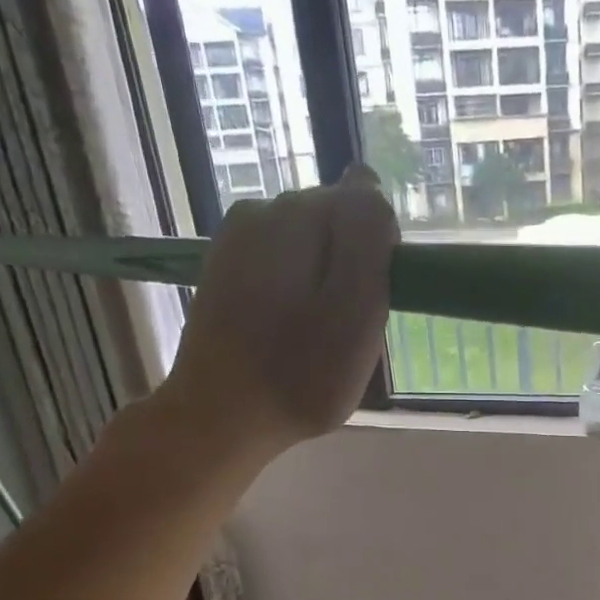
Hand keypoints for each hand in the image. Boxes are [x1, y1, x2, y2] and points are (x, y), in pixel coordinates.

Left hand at [158, 165, 398, 455]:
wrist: (218, 418)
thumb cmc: (299, 375)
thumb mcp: (355, 310)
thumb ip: (367, 238)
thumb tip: (368, 182)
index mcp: (295, 215)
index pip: (365, 203)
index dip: (381, 254)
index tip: (373, 302)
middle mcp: (260, 211)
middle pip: (334, 223)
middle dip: (351, 267)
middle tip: (346, 329)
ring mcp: (235, 241)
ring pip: (308, 247)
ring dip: (324, 283)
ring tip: (317, 337)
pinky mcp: (223, 272)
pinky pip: (281, 267)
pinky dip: (296, 295)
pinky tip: (288, 334)